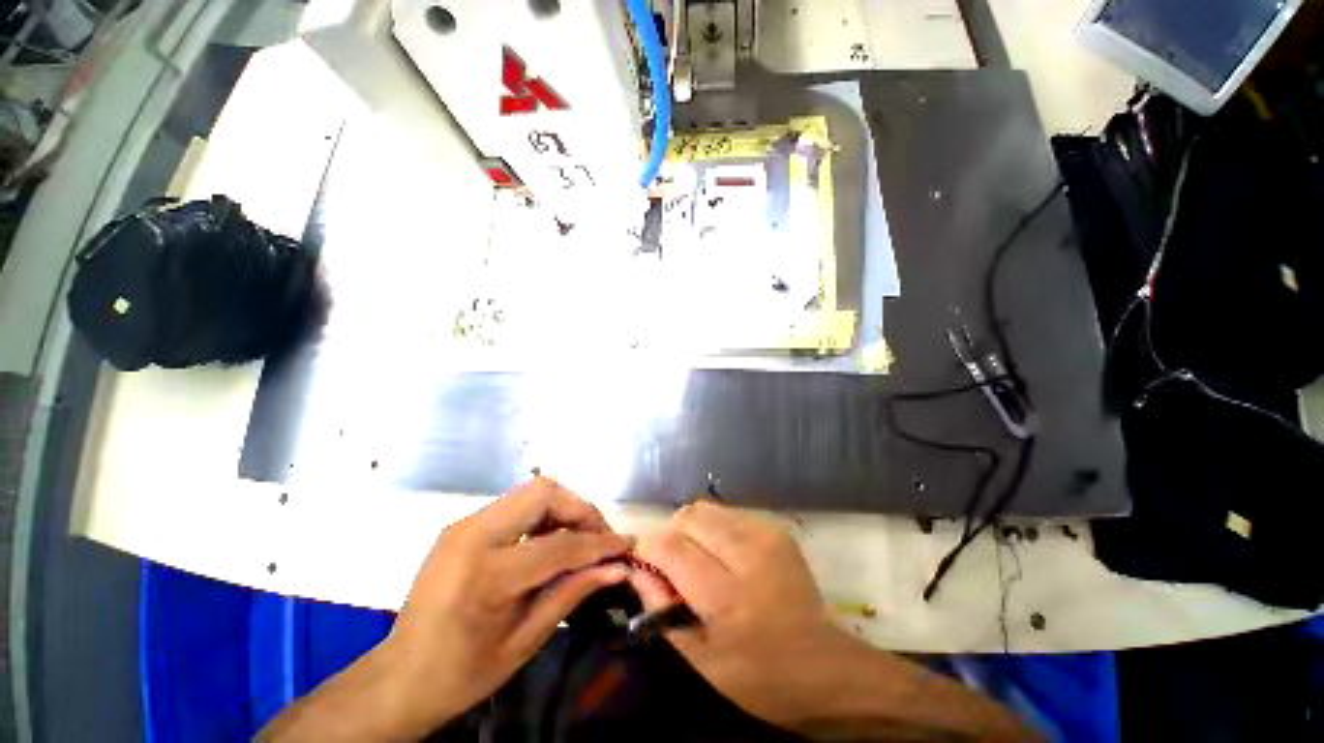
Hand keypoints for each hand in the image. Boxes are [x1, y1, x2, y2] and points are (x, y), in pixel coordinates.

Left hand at [378, 478, 632, 735]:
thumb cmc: (467, 671)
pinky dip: (534, 522)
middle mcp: (470, 536)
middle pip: (540, 493)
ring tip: (583, 548)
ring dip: (558, 513)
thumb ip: (567, 595)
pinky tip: (549, 551)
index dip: (601, 545)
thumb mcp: (525, 641)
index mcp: (488, 572)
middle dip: (581, 511)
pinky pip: (504, 513)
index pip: (559, 543)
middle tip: (605, 544)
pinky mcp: (453, 533)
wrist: (409, 671)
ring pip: (522, 496)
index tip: (631, 548)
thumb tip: (614, 569)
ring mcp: (457, 529)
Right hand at [630, 502, 1035, 740]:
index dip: (645, 556)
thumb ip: (663, 612)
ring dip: (693, 534)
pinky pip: (735, 517)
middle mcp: (752, 554)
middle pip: (689, 515)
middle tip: (669, 577)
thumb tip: (636, 573)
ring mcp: (773, 541)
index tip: (643, 579)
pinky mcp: (785, 538)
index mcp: (729, 595)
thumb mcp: (701, 662)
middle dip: (668, 539)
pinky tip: (721, 566)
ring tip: (695, 572)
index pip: (668, 544)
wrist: (828, 672)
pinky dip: (717, 533)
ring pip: (710, 510)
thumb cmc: (761, 681)